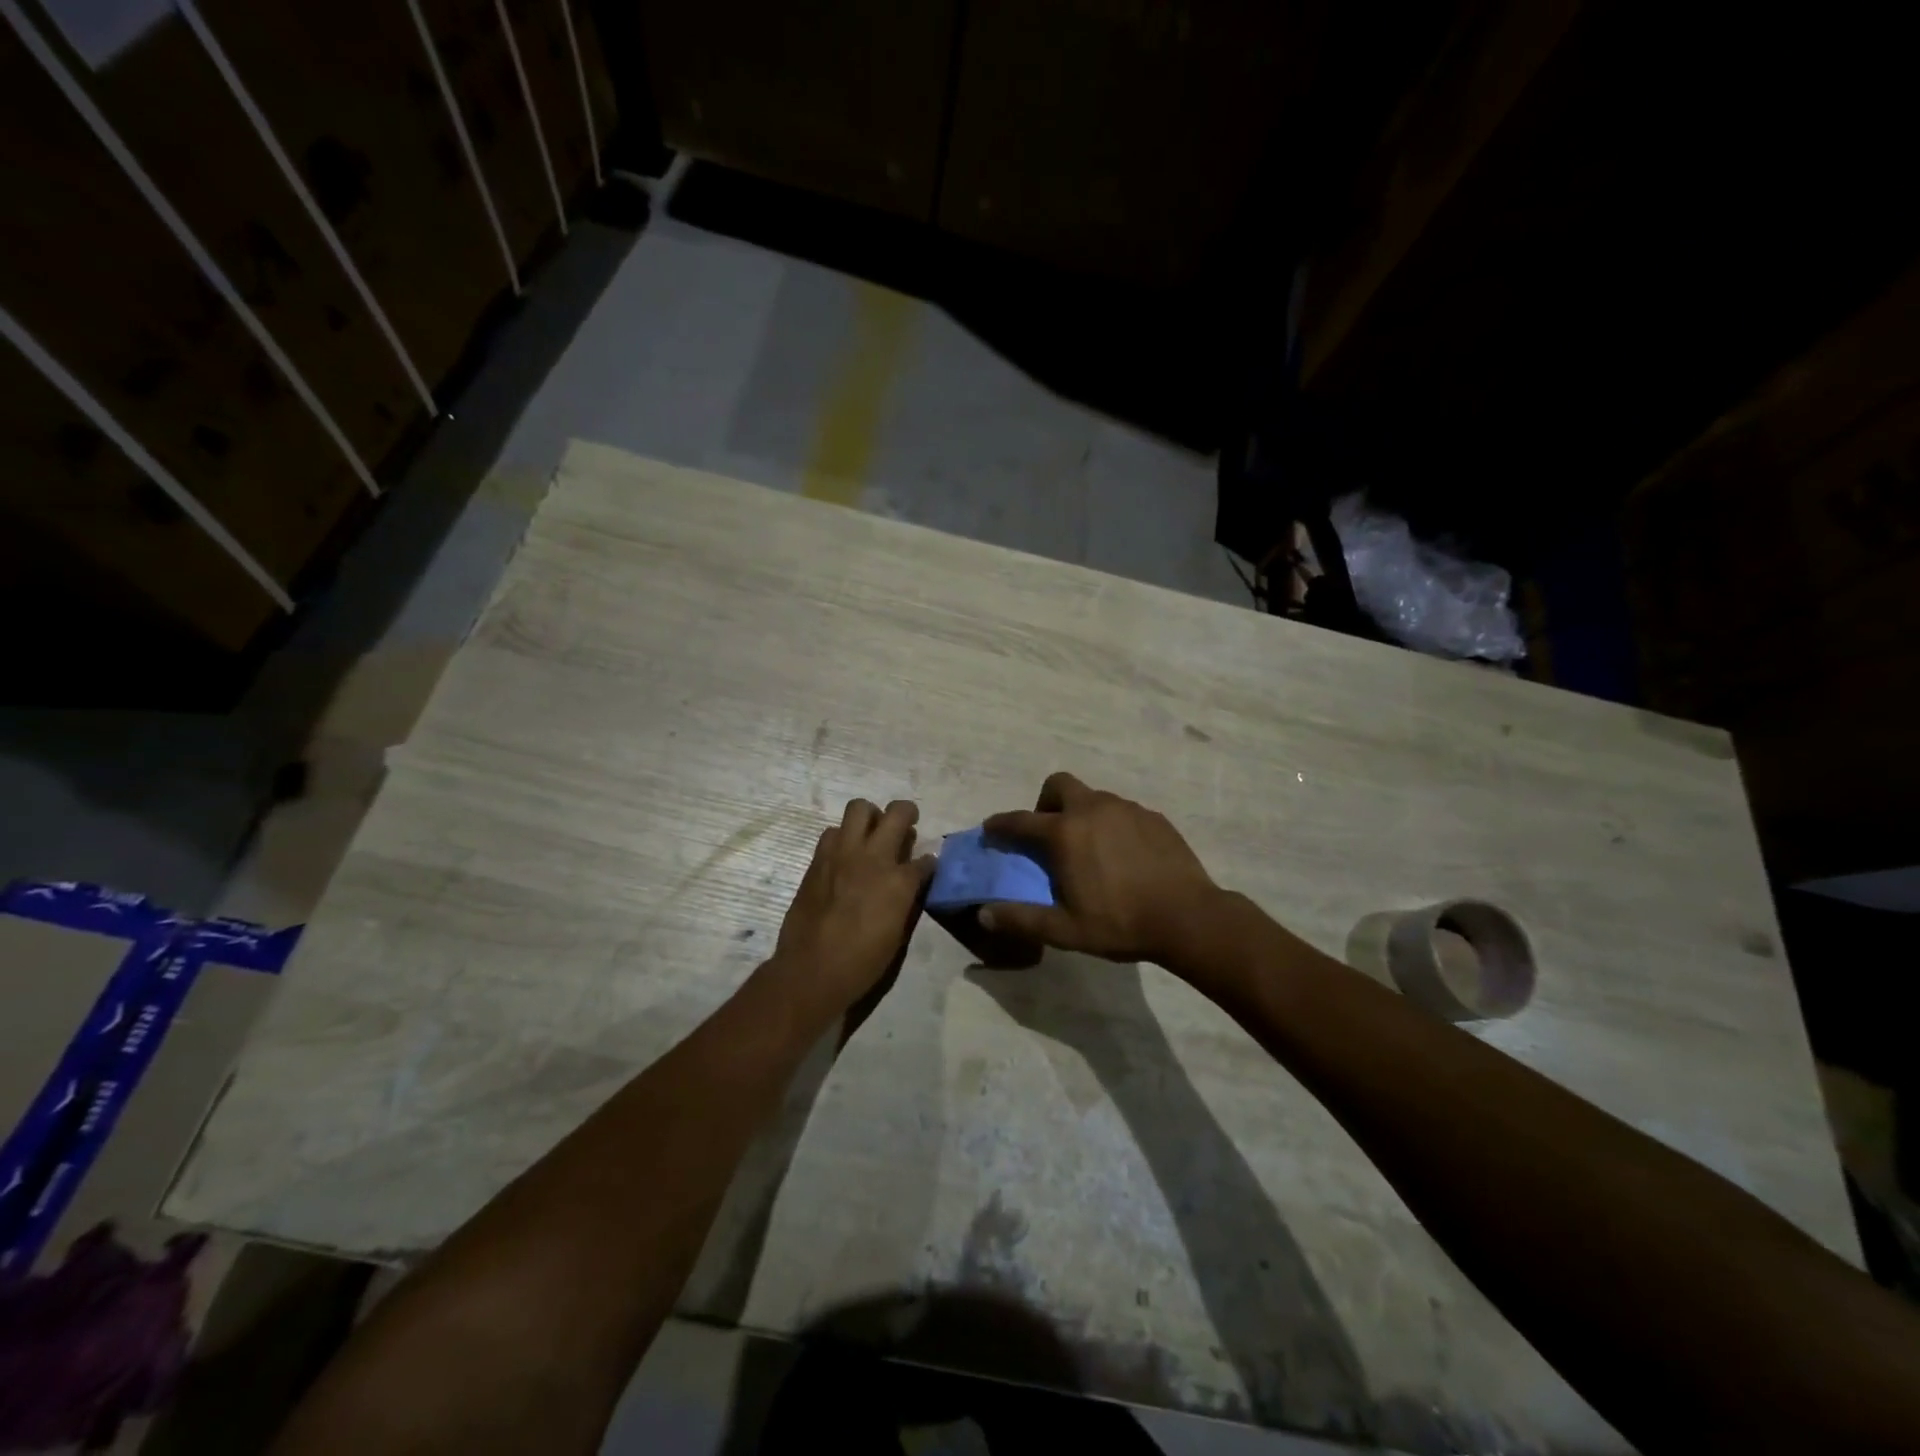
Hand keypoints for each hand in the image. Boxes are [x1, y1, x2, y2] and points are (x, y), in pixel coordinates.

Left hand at [769, 798, 933, 1020]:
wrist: (812, 970)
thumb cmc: (862, 961)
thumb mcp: (898, 933)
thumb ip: (908, 898)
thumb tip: (912, 881)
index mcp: (899, 881)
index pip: (925, 859)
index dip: (929, 863)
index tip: (927, 867)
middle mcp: (873, 857)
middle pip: (897, 813)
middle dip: (906, 813)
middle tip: (906, 824)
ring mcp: (842, 853)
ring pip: (859, 808)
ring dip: (869, 818)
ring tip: (870, 835)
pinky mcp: (818, 859)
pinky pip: (833, 832)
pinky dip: (843, 837)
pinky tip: (845, 855)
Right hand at [980, 772, 1219, 964]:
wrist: (1189, 918)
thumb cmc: (1120, 923)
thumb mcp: (1065, 930)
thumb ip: (1021, 919)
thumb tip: (984, 914)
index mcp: (1065, 833)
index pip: (1020, 820)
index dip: (1000, 824)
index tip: (991, 829)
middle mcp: (1093, 809)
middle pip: (1059, 785)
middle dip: (1046, 803)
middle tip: (1050, 834)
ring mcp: (1127, 809)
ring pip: (1093, 797)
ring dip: (1081, 814)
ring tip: (1089, 849)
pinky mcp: (1153, 817)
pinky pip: (1122, 811)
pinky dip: (1111, 824)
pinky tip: (1123, 855)